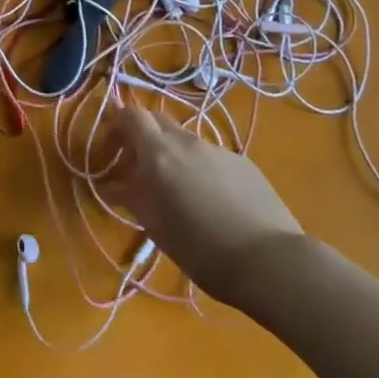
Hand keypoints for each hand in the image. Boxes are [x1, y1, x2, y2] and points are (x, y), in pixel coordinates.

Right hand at [102, 107, 302, 310]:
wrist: (271, 261)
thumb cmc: (201, 247)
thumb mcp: (155, 225)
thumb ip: (130, 197)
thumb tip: (110, 184)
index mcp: (160, 152)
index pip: (130, 115)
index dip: (114, 128)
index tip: (108, 155)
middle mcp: (188, 142)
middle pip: (157, 122)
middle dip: (141, 140)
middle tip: (135, 172)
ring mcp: (219, 150)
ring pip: (184, 142)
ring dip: (170, 157)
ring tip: (174, 194)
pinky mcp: (244, 164)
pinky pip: (210, 157)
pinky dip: (198, 169)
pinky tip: (209, 202)